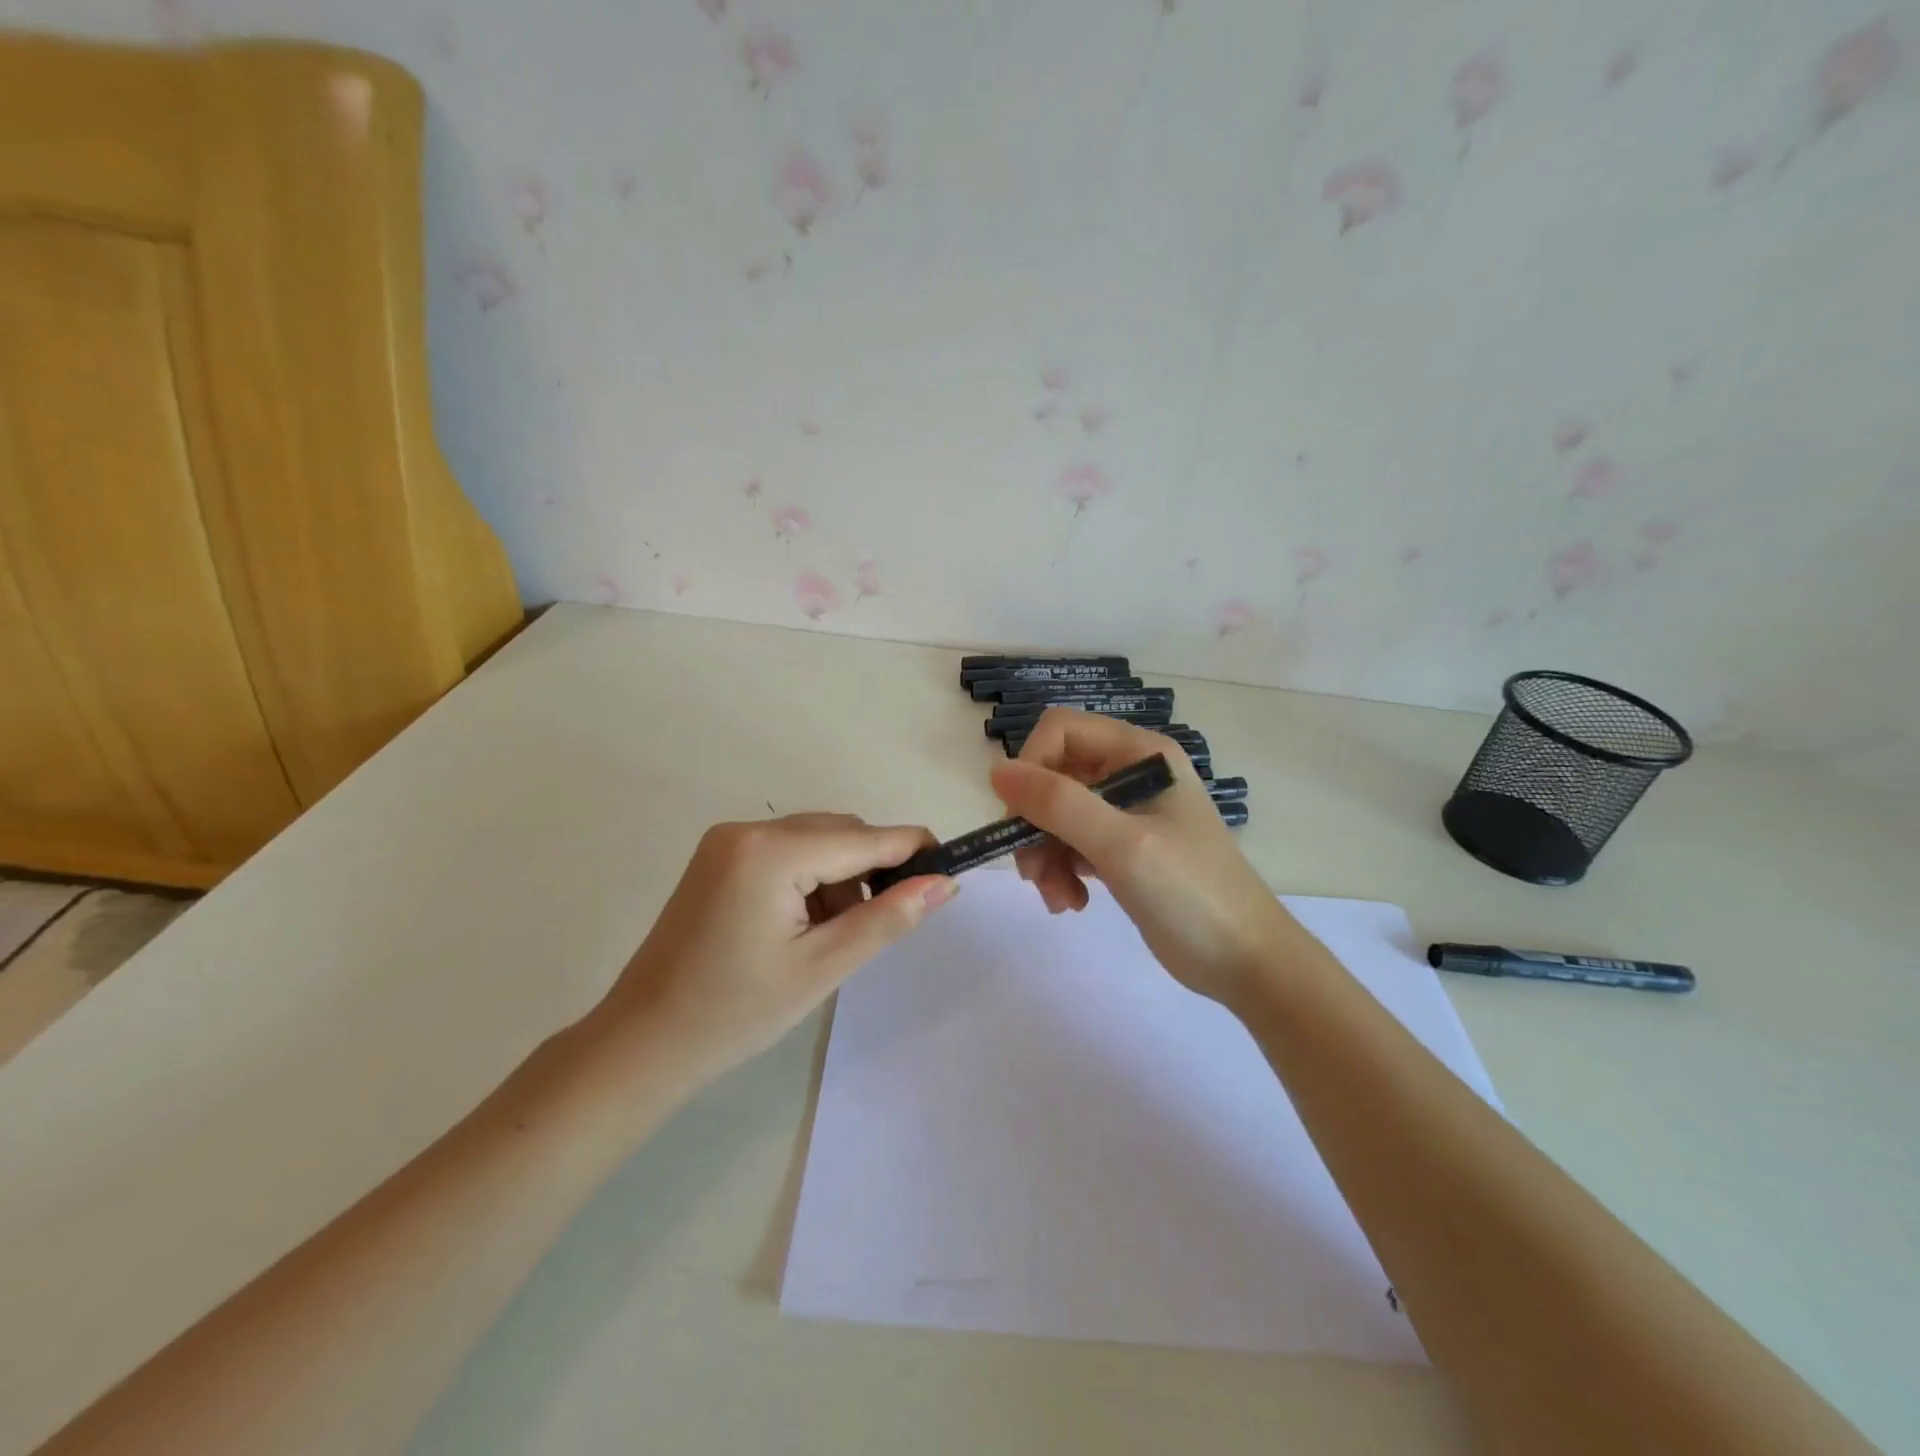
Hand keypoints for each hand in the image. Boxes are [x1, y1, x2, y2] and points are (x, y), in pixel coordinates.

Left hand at [595, 814, 955, 1085]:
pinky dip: (810, 879)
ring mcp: (728, 841)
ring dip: (840, 877)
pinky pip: (786, 851)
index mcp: (771, 852)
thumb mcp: (823, 967)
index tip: (950, 868)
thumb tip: (943, 883)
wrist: (643, 1043)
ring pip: (815, 841)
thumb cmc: (735, 1012)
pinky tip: (802, 925)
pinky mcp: (719, 857)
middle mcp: (748, 829)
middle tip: (879, 925)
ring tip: (830, 937)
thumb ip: (887, 918)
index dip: (912, 849)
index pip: (863, 837)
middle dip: (869, 871)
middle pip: (838, 832)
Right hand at [991, 709, 1307, 1007]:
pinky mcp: (1121, 850)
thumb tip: (997, 771)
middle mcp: (1130, 773)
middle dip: (1035, 823)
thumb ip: (1058, 804)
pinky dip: (1061, 871)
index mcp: (1140, 753)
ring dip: (1044, 854)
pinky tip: (1072, 903)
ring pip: (1056, 815)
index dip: (1032, 767)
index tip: (1019, 818)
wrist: (1245, 962)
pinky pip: (1071, 844)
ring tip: (1058, 897)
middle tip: (1032, 872)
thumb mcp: (1122, 844)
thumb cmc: (1191, 893)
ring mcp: (1126, 813)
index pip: (1061, 730)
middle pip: (1053, 776)